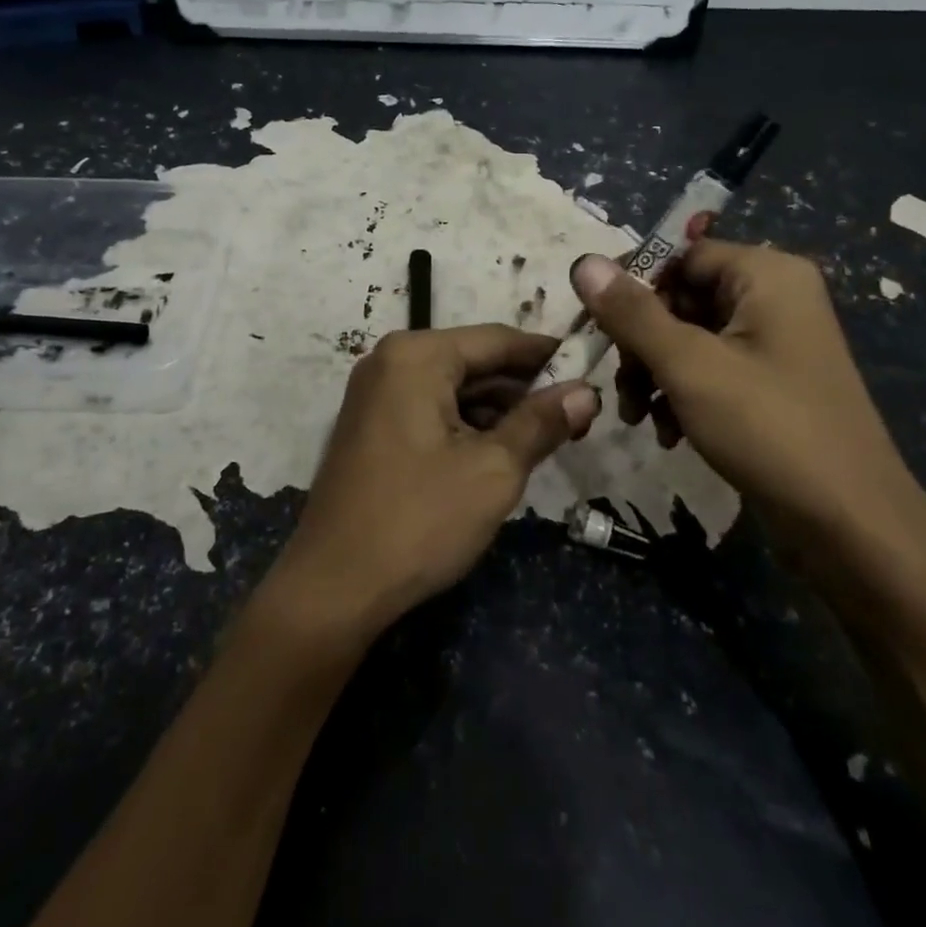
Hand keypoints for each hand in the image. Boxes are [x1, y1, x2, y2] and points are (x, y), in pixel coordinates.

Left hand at [268, 326, 600, 638]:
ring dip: (499, 410)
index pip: (498, 340)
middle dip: (525, 388)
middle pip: (474, 362)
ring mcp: (376, 393)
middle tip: (577, 415)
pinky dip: (467, 425)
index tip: (592, 369)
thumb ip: (541, 423)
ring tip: (548, 436)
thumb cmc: (418, 520)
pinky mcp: (372, 424)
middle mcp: (391, 361)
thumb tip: (587, 391)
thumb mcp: (493, 470)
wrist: (333, 586)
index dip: (548, 355)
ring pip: (454, 388)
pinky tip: (501, 451)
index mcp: (416, 356)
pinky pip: (431, 408)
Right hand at [569, 242, 925, 598]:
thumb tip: (583, 261)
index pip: (678, 256)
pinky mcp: (771, 383)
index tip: (596, 327)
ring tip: (638, 416)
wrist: (852, 529)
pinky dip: (681, 394)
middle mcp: (774, 297)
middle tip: (622, 384)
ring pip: (688, 337)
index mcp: (766, 275)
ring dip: (654, 373)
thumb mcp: (688, 366)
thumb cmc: (770, 430)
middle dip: (641, 343)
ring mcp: (775, 342)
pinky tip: (667, 432)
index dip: (633, 288)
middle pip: (680, 297)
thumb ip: (632, 312)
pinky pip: (710, 368)